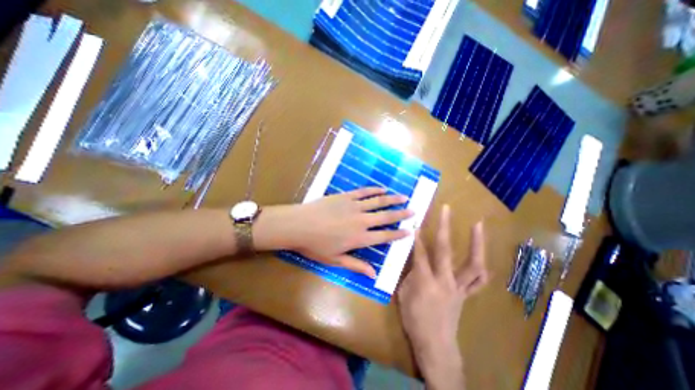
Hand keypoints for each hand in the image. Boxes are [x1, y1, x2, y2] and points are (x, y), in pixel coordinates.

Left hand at [258, 186, 413, 275]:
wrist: (299, 225)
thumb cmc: (316, 245)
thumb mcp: (336, 260)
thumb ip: (356, 265)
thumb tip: (373, 274)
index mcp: (359, 238)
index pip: (384, 236)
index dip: (398, 234)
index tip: (410, 231)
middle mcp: (361, 221)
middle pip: (385, 217)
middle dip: (401, 214)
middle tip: (413, 211)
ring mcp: (354, 206)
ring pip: (378, 202)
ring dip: (392, 199)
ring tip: (404, 197)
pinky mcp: (345, 196)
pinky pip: (363, 192)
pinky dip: (374, 190)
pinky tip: (382, 189)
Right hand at [397, 206, 487, 381]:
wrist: (435, 345)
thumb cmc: (414, 320)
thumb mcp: (403, 294)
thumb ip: (410, 274)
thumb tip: (414, 260)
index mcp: (425, 280)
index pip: (419, 252)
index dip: (416, 236)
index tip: (415, 220)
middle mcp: (444, 280)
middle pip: (445, 249)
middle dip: (444, 226)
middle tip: (446, 209)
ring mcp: (459, 287)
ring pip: (473, 263)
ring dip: (476, 243)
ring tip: (478, 225)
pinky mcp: (466, 294)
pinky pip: (478, 280)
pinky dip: (481, 266)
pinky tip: (482, 255)